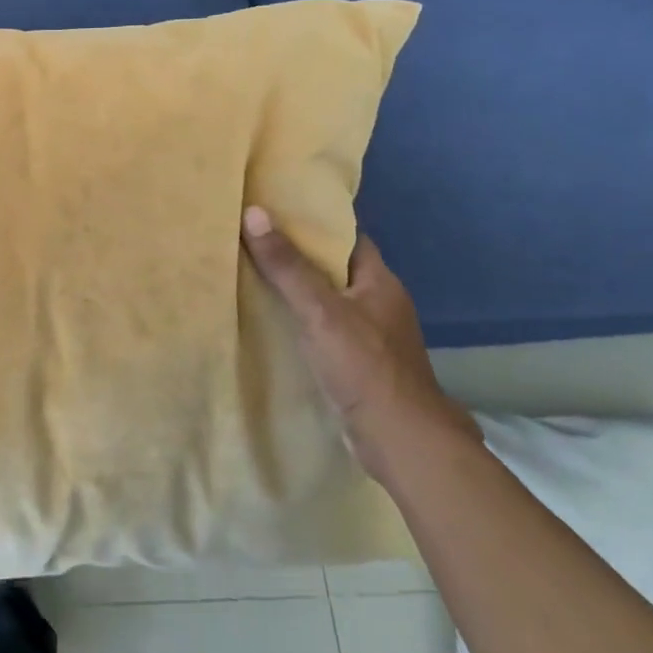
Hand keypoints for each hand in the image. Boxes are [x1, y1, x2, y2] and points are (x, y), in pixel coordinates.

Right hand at [241, 206, 476, 482]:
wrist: (399, 441)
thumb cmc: (364, 366)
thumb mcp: (320, 310)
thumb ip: (287, 265)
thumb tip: (254, 212)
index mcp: (380, 281)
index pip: (347, 237)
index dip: (316, 222)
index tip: (277, 211)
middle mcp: (379, 303)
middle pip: (334, 268)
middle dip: (299, 256)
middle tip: (254, 241)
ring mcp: (371, 336)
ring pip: (328, 301)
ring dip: (298, 292)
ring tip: (253, 275)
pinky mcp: (359, 364)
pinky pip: (325, 330)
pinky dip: (301, 322)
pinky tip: (272, 322)